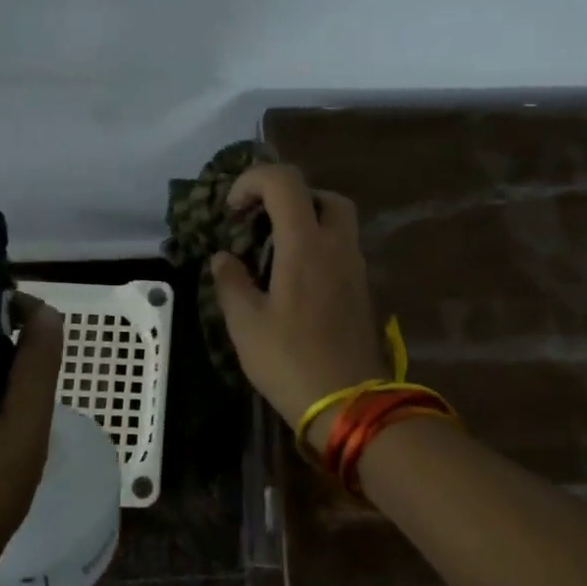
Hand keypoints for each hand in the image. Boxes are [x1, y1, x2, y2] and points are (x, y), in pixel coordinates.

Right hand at [210, 164, 388, 449]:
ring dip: (304, 221)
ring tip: (272, 251)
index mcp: (306, 245)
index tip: (231, 211)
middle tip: (259, 223)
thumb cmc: (290, 362)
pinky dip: (317, 246)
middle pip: (321, 195)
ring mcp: (355, 268)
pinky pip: (341, 249)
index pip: (285, 182)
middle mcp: (337, 246)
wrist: (349, 404)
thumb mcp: (246, 325)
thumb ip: (231, 282)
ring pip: (337, 221)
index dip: (252, 181)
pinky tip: (292, 279)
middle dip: (287, 197)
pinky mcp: (362, 290)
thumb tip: (223, 257)